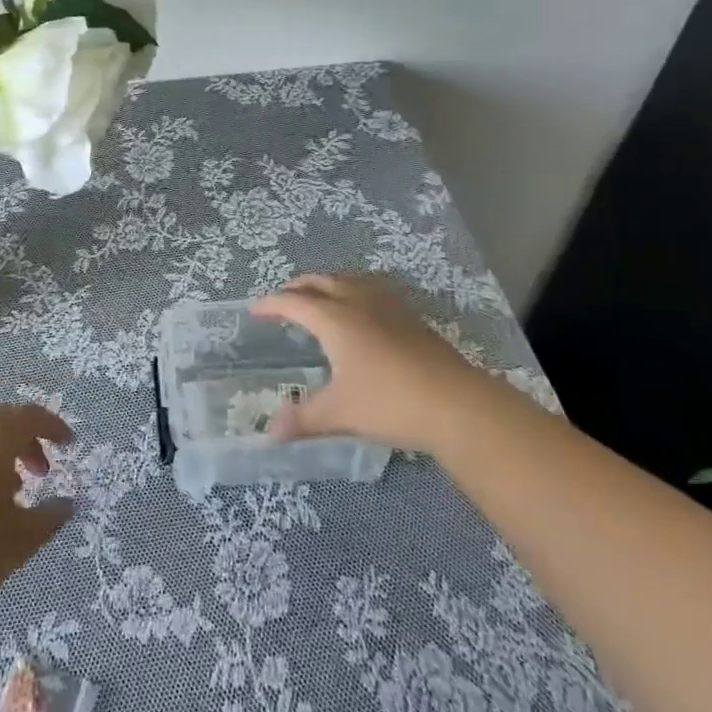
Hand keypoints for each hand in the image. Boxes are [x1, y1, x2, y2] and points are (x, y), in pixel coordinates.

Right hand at [251, 273, 469, 450]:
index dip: (271, 304)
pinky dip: (355, 291)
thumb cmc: (389, 403)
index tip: (255, 311)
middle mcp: (358, 302)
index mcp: (334, 319)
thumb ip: (303, 418)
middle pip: (320, 281)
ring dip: (328, 284)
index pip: (293, 302)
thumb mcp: (339, 413)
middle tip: (283, 300)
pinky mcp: (411, 317)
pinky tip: (363, 311)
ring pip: (349, 280)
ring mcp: (388, 306)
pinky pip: (373, 289)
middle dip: (297, 287)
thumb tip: (271, 431)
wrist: (457, 404)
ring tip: (320, 298)